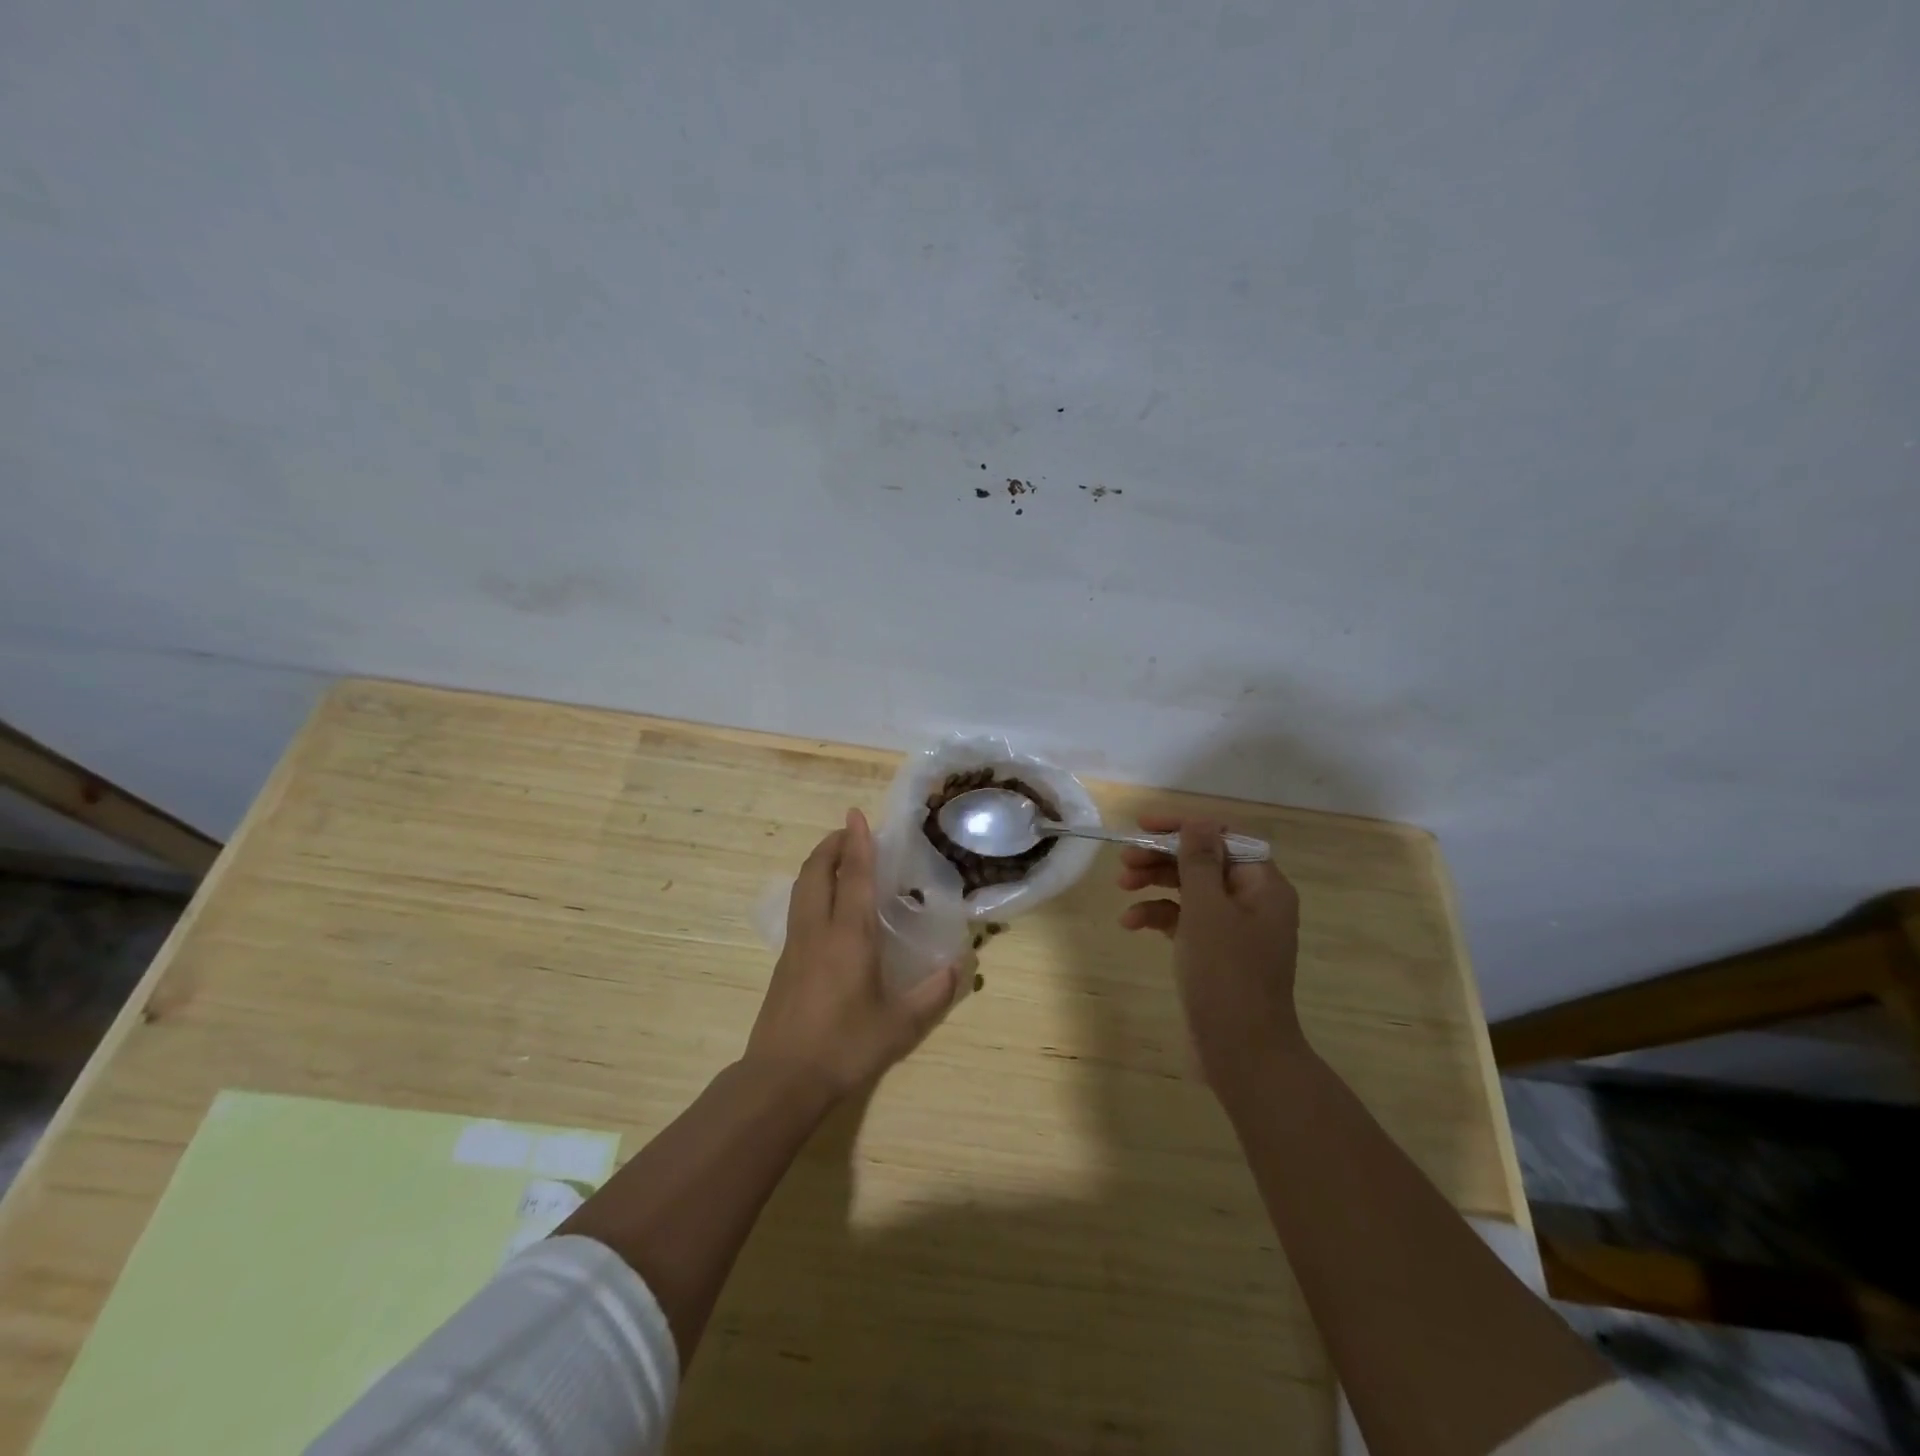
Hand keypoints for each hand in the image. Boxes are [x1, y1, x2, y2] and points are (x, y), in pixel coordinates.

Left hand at [746, 808, 957, 1099]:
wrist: (782, 1079)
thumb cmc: (844, 1046)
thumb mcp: (899, 1025)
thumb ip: (932, 993)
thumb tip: (958, 967)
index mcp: (848, 936)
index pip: (852, 876)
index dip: (857, 843)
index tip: (856, 814)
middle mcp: (818, 930)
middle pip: (816, 872)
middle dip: (831, 845)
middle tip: (849, 832)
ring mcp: (795, 946)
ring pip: (801, 889)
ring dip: (817, 865)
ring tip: (836, 860)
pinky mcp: (784, 964)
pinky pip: (798, 910)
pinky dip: (811, 890)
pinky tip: (825, 907)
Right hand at [1118, 816, 1305, 1087]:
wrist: (1242, 1053)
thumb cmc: (1226, 974)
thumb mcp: (1207, 910)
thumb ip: (1199, 861)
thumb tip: (1198, 821)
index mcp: (1263, 885)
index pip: (1223, 837)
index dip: (1184, 827)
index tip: (1144, 826)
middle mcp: (1253, 901)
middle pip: (1203, 862)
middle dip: (1163, 857)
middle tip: (1124, 860)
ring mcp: (1234, 929)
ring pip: (1190, 890)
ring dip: (1155, 883)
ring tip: (1121, 886)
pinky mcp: (1215, 953)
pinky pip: (1185, 921)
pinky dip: (1159, 916)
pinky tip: (1131, 924)